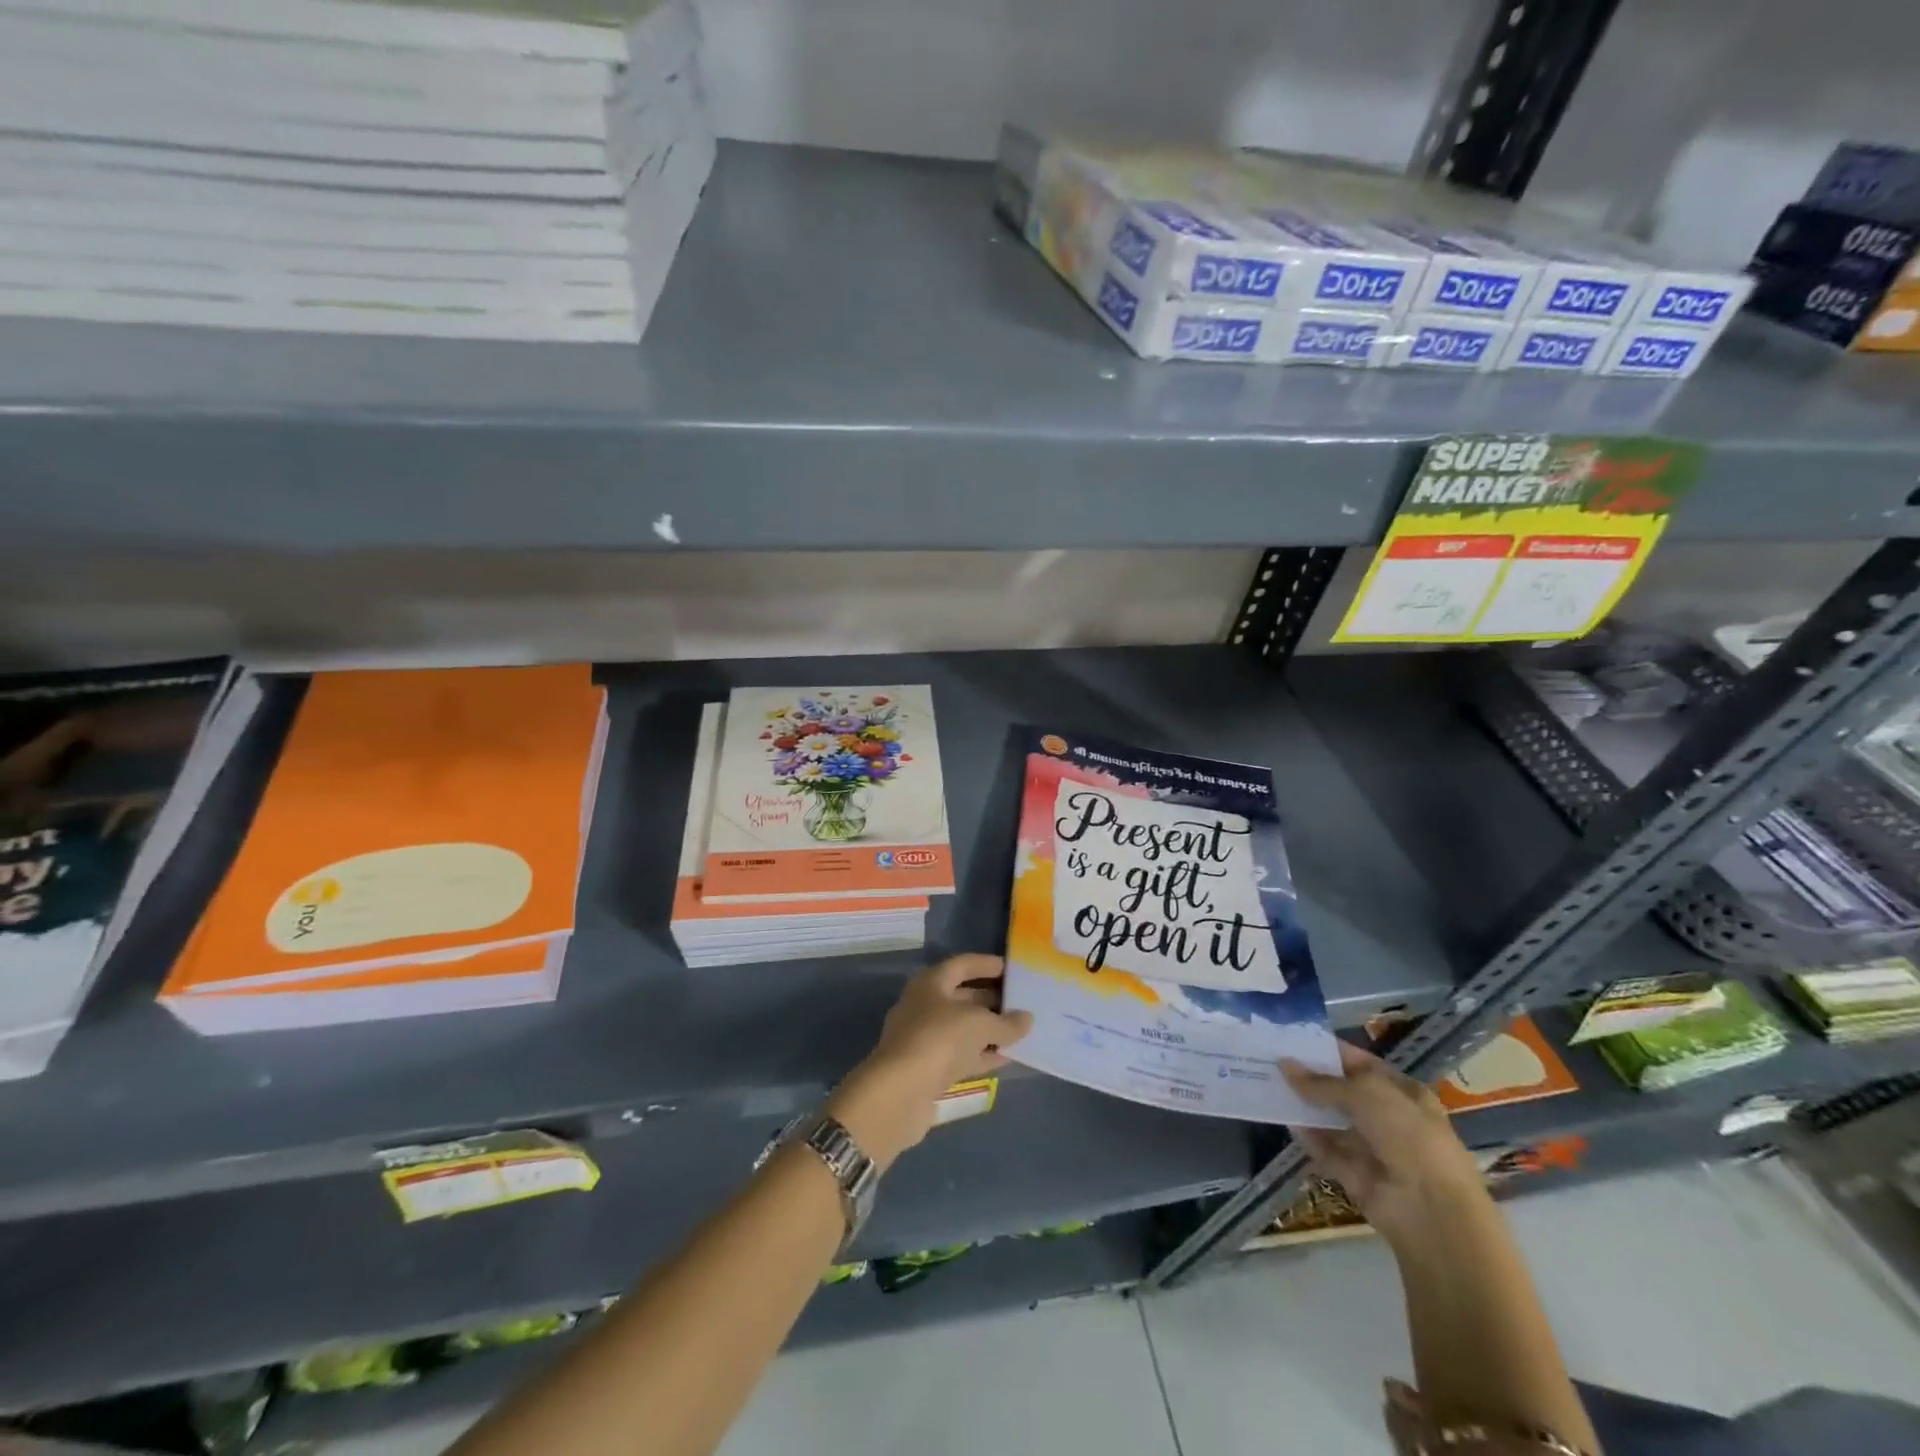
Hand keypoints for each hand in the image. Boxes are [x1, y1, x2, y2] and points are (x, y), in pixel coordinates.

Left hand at [826, 954, 1032, 1170]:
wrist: (900, 1093)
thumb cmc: (939, 1040)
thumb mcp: (980, 1025)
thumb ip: (1006, 1022)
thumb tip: (1027, 1019)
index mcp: (931, 983)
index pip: (962, 965)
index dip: (987, 965)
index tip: (1012, 969)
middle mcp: (925, 1006)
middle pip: (963, 996)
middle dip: (992, 999)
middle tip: (1023, 1002)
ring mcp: (925, 1038)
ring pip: (963, 1028)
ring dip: (989, 1029)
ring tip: (1021, 1030)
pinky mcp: (928, 1068)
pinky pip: (961, 1054)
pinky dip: (982, 1054)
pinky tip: (1007, 1057)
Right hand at [1281, 1042, 1488, 1247]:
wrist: (1431, 1209)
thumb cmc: (1407, 1134)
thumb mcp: (1365, 1094)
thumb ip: (1322, 1082)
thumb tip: (1284, 1064)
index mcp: (1403, 1092)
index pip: (1361, 1064)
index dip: (1330, 1052)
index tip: (1294, 1040)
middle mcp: (1390, 1118)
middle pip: (1343, 1093)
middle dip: (1312, 1079)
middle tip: (1273, 1061)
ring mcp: (1374, 1149)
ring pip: (1333, 1122)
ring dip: (1306, 1107)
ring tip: (1269, 1086)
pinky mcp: (1357, 1176)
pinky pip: (1327, 1151)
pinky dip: (1308, 1137)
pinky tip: (1285, 1120)